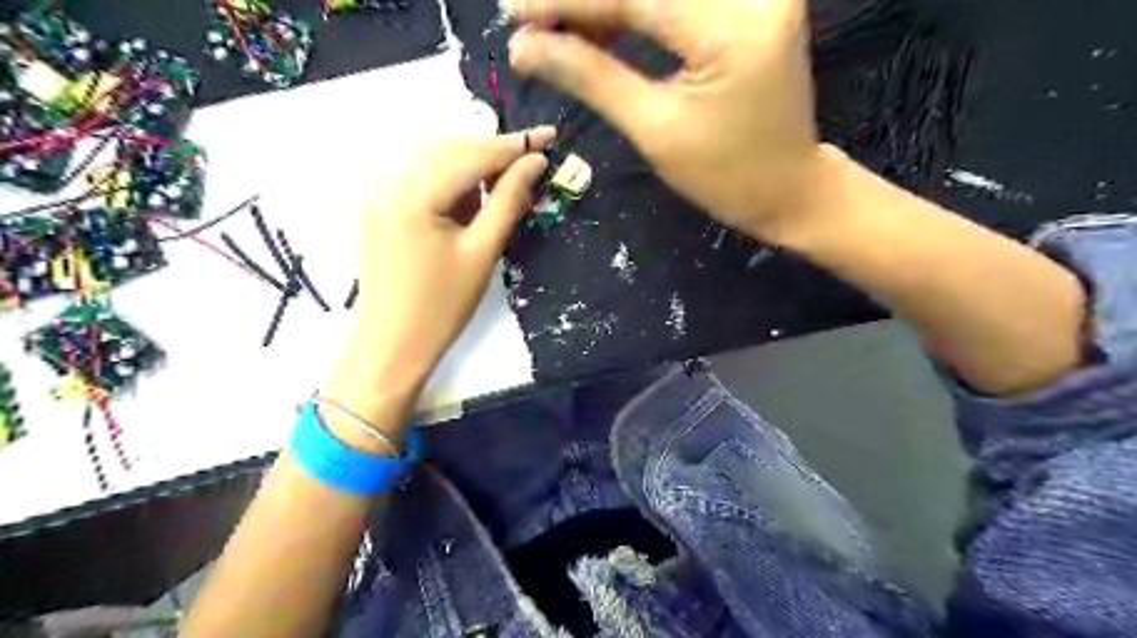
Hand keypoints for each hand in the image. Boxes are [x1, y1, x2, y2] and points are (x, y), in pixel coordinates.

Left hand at [323, 128, 552, 428]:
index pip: (471, 154)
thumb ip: (508, 200)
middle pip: (449, 148)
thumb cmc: (442, 306)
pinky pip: (418, 176)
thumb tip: (534, 162)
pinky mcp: (377, 206)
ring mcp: (377, 193)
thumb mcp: (482, 252)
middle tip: (530, 159)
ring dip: (471, 162)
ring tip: (504, 180)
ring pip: (433, 159)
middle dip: (492, 151)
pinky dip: (449, 178)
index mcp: (413, 194)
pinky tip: (469, 195)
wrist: (392, 344)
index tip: (548, 136)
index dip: (513, 145)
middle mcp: (388, 181)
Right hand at [511, 1, 822, 240]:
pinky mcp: (757, 1)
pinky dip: (638, 7)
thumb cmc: (724, 175)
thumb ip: (591, 78)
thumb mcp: (653, 130)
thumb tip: (525, 48)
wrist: (788, 188)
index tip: (513, 11)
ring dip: (609, 3)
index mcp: (730, 30)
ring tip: (561, 26)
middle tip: (532, 18)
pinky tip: (603, 23)